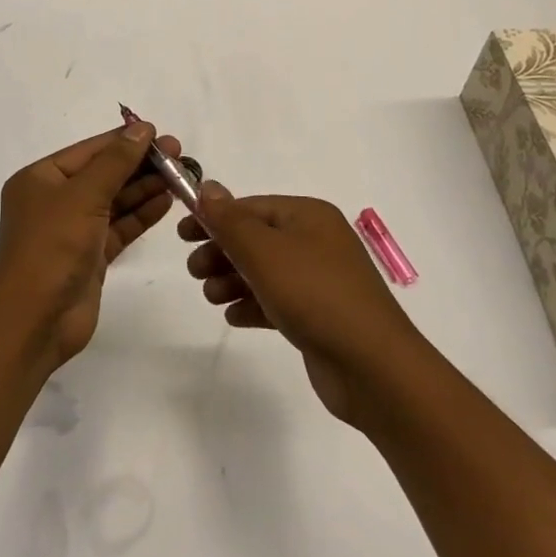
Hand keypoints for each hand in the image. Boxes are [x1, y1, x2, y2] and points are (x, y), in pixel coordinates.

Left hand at [0, 122, 180, 366]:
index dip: (124, 140)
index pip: (89, 150)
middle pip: (103, 174)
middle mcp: (55, 200)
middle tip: (179, 156)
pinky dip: (141, 214)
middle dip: (139, 164)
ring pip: (114, 201)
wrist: (35, 320)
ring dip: (144, 188)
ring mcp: (73, 230)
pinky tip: (166, 201)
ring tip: (180, 176)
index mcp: (41, 178)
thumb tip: (142, 128)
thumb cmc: (52, 246)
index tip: (160, 133)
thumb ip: (116, 161)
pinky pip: (119, 227)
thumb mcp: (84, 195)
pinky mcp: (90, 256)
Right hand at [179, 185, 419, 426]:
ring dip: (233, 279)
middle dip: (222, 252)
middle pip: (256, 238)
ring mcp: (321, 280)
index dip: (214, 217)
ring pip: (265, 271)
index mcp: (308, 216)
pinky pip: (278, 301)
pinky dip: (253, 304)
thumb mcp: (264, 252)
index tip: (182, 234)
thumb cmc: (315, 296)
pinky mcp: (320, 317)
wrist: (374, 369)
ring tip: (211, 296)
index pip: (251, 207)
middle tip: (193, 270)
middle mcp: (316, 241)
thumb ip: (230, 220)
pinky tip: (233, 317)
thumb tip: (207, 187)